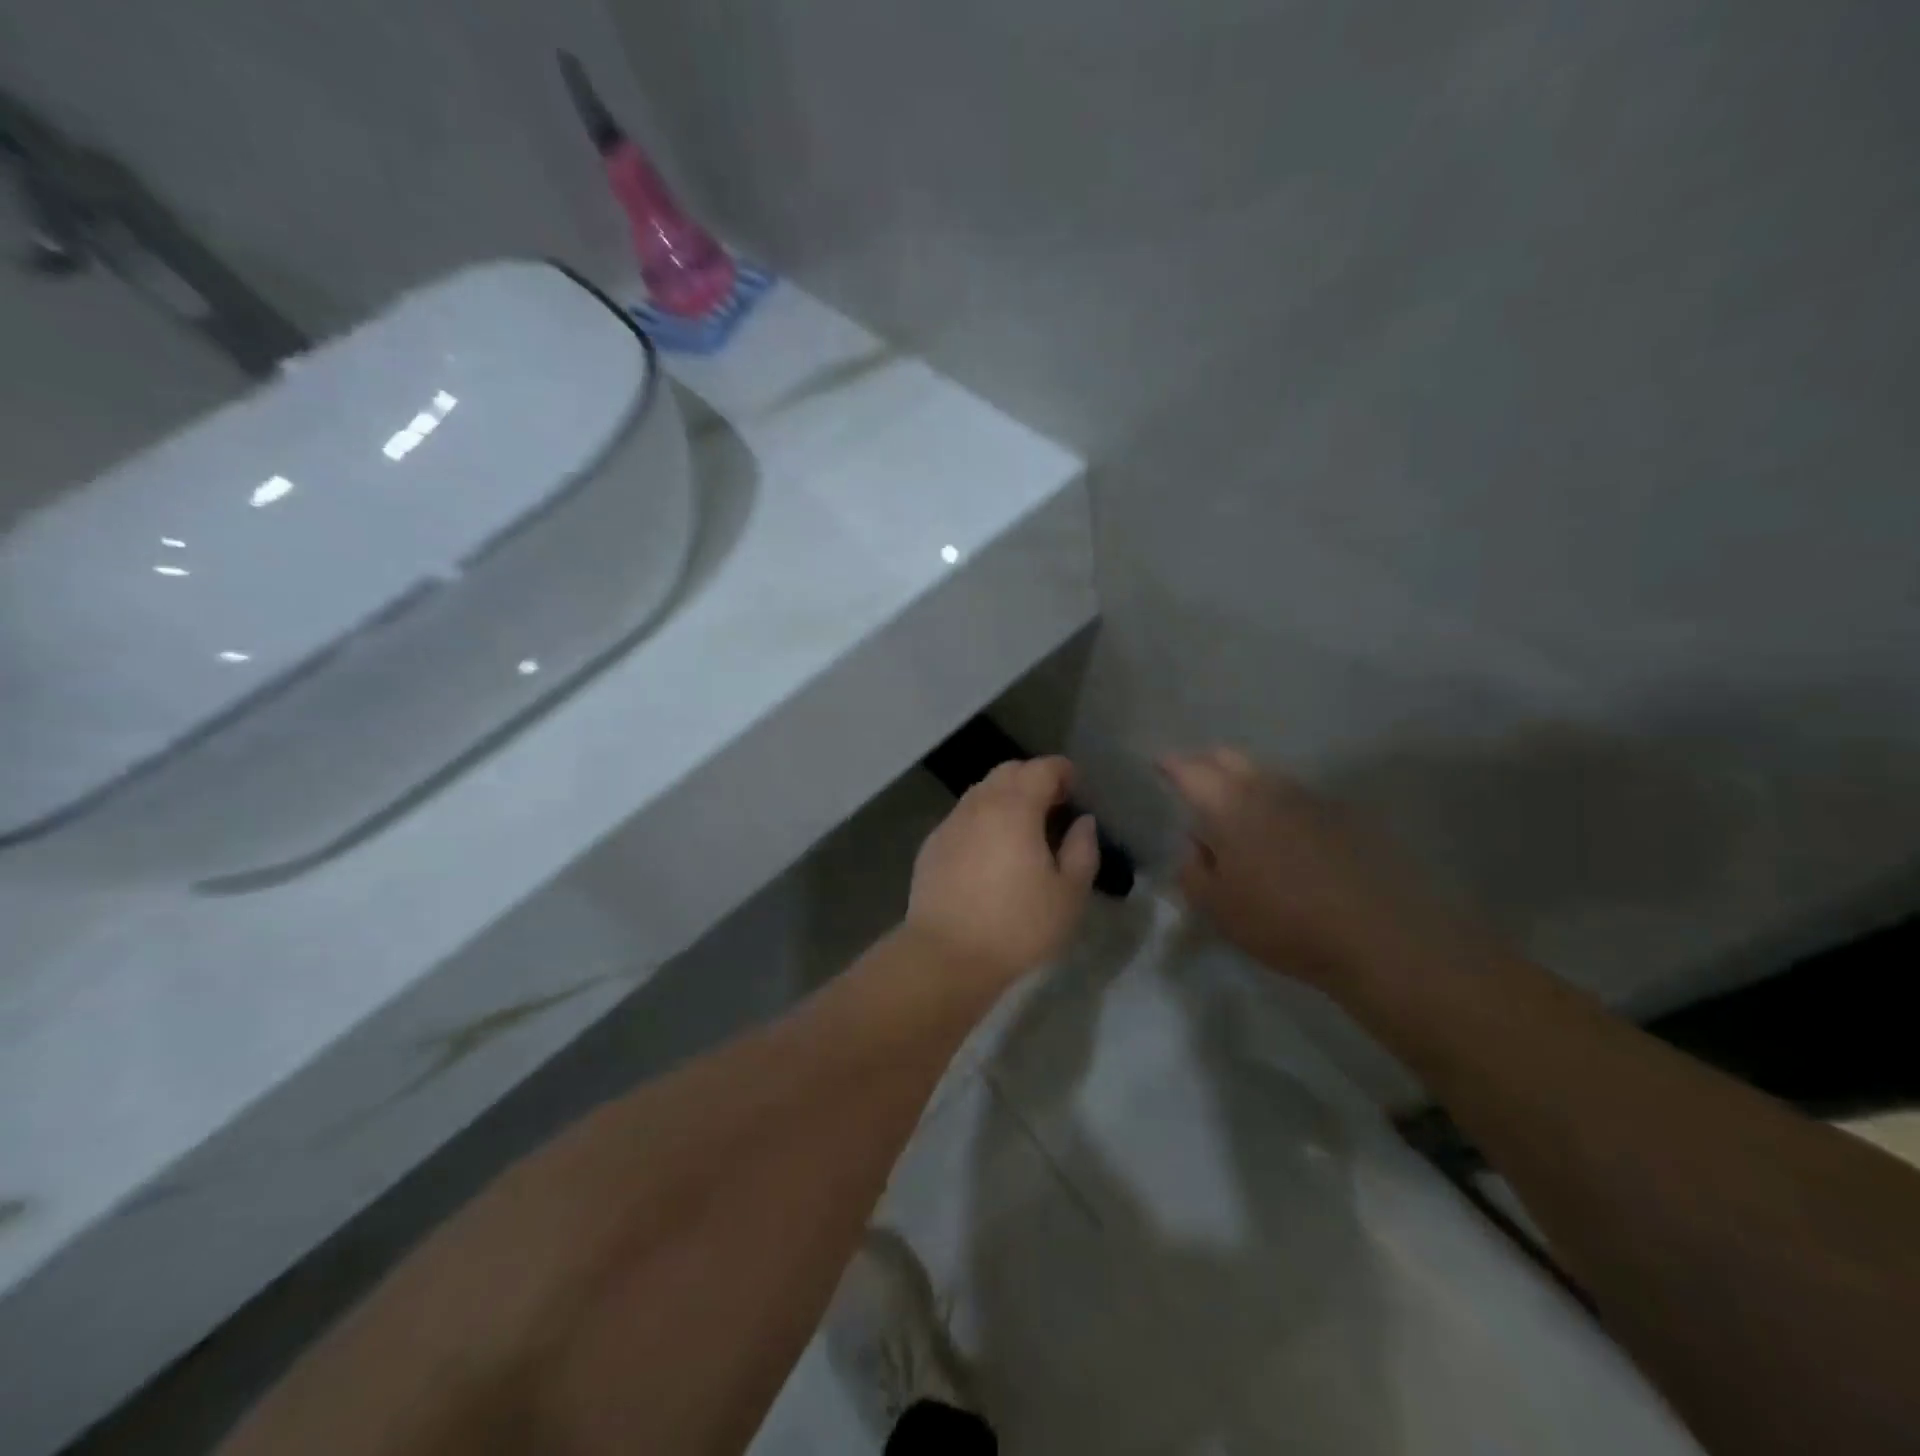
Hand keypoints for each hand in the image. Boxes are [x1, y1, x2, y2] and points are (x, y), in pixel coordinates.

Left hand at [906, 757, 1099, 986]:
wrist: (947, 956)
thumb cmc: (1017, 926)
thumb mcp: (1068, 895)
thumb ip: (1082, 851)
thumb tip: (1083, 822)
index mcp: (1015, 808)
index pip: (1041, 768)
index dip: (1062, 771)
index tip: (1076, 789)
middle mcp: (979, 805)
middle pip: (1007, 772)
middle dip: (1033, 779)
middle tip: (1053, 807)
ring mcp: (950, 824)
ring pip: (981, 792)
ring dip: (1005, 798)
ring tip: (1022, 829)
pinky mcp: (931, 846)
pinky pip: (963, 818)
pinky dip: (982, 820)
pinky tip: (989, 852)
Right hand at [1160, 748, 1474, 992]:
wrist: (1378, 936)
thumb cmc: (1282, 921)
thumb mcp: (1216, 907)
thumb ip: (1192, 869)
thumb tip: (1195, 844)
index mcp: (1229, 806)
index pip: (1191, 770)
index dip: (1171, 764)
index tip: (1159, 764)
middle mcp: (1268, 789)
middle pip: (1229, 758)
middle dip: (1206, 762)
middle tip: (1193, 781)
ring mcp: (1309, 798)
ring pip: (1265, 775)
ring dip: (1243, 782)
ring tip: (1236, 810)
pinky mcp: (1342, 815)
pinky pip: (1295, 796)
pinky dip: (1276, 803)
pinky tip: (1281, 833)